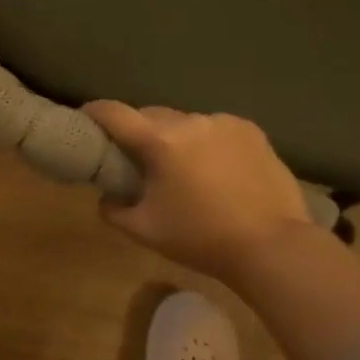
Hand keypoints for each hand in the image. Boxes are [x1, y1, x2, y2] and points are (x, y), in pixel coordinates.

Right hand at [83, 102, 310, 283]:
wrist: (273, 247)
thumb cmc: (202, 238)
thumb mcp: (145, 231)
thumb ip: (114, 210)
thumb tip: (107, 196)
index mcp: (160, 141)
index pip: (115, 113)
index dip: (94, 112)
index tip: (85, 117)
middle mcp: (190, 121)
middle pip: (151, 116)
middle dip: (139, 131)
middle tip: (137, 157)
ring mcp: (223, 123)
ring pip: (185, 122)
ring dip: (176, 137)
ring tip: (184, 167)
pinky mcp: (251, 131)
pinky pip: (216, 129)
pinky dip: (207, 142)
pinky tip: (217, 169)